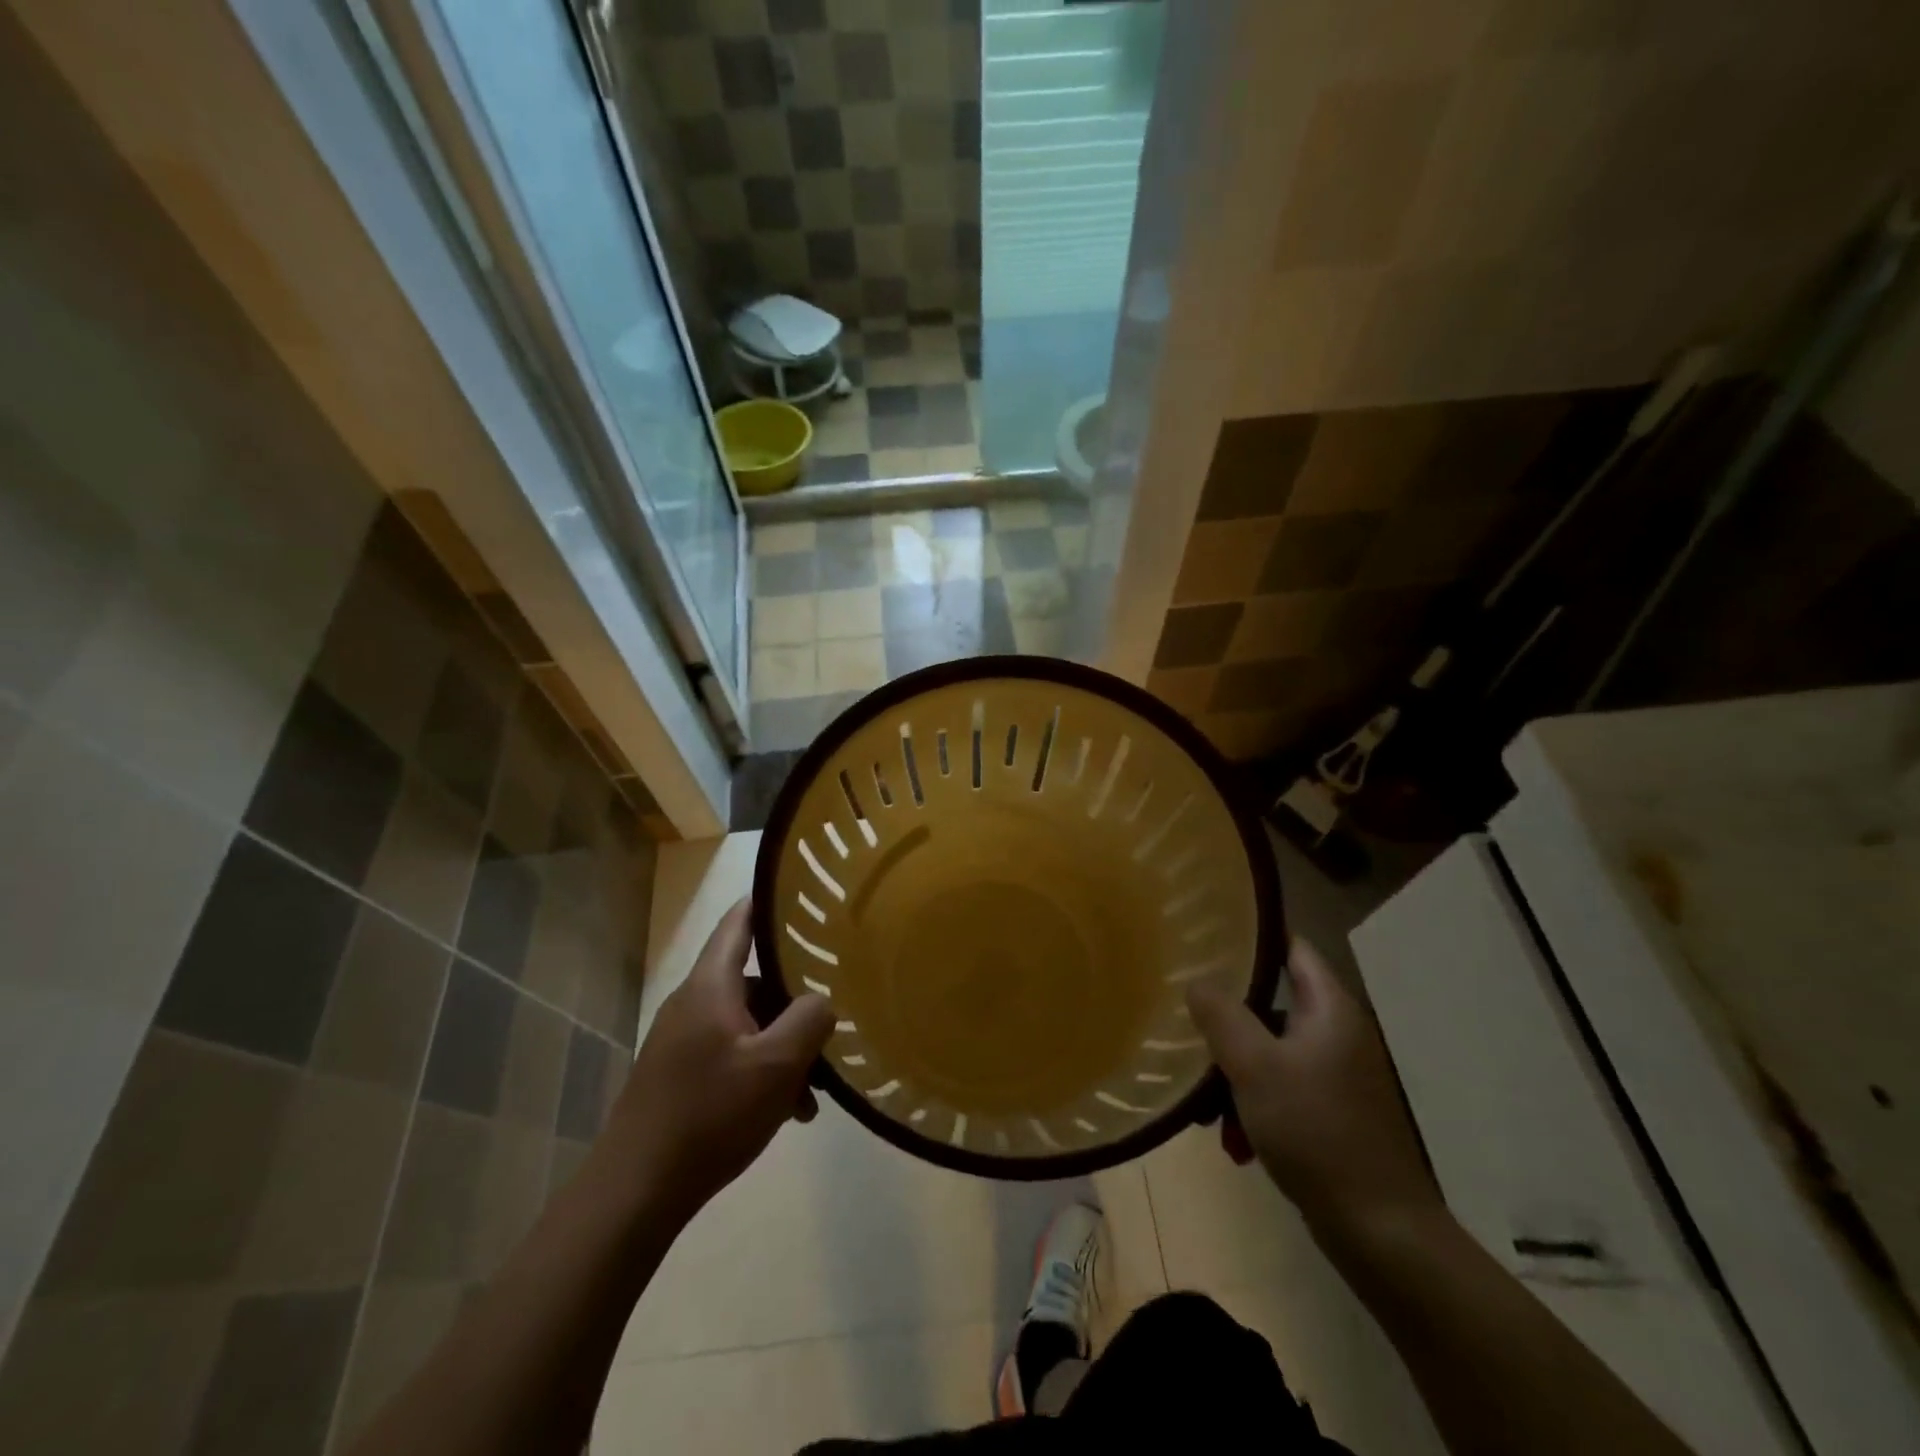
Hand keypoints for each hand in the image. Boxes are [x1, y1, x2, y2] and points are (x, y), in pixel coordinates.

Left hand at [599, 900, 834, 1222]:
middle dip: (794, 997)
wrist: (635, 1191)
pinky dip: (762, 1069)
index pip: (738, 922)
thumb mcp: (777, 1066)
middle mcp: (693, 1002)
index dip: (768, 902)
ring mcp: (683, 1040)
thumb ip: (810, 1020)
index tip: (803, 894)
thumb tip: (822, 999)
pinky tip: (787, 1110)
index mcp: (710, 985)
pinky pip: (732, 1053)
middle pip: (752, 979)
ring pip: (747, 1023)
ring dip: (782, 1044)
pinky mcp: (680, 1074)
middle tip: (831, 1011)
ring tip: (815, 1085)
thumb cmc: (709, 1115)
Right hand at [1188, 939, 1442, 1240]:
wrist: (1381, 1233)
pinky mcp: (1332, 1115)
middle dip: (1227, 1022)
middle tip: (1188, 1027)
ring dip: (1234, 1075)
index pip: (1291, 947)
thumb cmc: (1316, 1132)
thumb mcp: (1255, 1066)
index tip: (1205, 939)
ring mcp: (1336, 1077)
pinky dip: (1254, 1107)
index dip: (1251, 937)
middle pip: (1271, 1004)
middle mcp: (1336, 1034)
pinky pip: (1281, 1091)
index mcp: (1329, 1009)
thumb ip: (1222, 1015)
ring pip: (1270, 1053)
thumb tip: (1196, 980)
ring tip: (1204, 1109)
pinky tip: (1234, 1143)